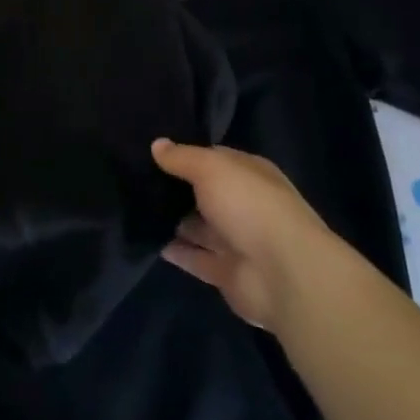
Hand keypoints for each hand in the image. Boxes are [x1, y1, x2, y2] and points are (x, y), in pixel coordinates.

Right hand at [151, 138, 325, 328]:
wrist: (284, 275)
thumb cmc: (249, 206)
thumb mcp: (211, 168)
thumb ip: (182, 158)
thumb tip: (157, 144)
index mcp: (250, 175)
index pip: (215, 159)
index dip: (186, 155)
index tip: (153, 153)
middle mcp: (245, 205)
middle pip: (205, 194)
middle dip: (176, 189)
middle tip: (136, 180)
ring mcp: (237, 241)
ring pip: (199, 227)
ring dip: (174, 221)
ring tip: (135, 208)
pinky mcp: (228, 273)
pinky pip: (196, 259)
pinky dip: (176, 252)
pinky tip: (149, 240)